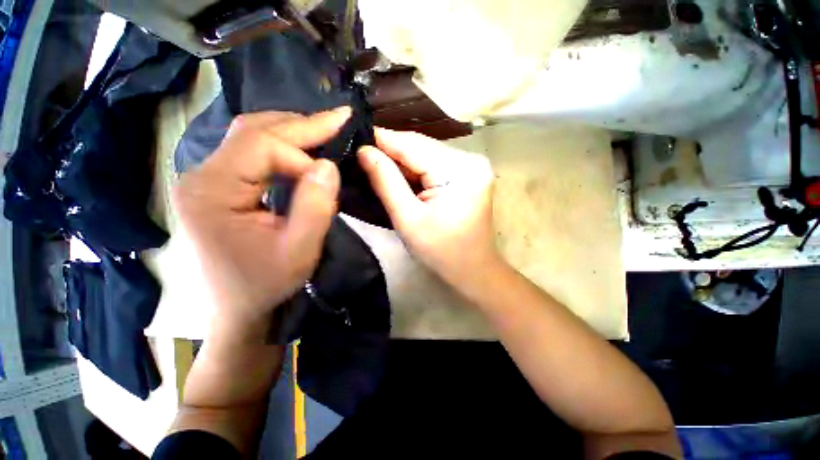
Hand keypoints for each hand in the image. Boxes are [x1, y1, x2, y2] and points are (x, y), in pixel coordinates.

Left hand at [173, 108, 349, 337]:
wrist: (239, 310)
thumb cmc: (266, 285)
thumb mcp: (299, 251)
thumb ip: (315, 206)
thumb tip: (328, 165)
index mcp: (212, 191)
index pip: (261, 147)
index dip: (303, 155)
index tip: (331, 176)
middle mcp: (201, 175)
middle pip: (253, 131)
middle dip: (302, 124)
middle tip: (340, 118)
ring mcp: (207, 179)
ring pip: (252, 136)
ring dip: (293, 131)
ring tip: (326, 129)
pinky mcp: (219, 186)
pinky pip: (252, 153)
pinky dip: (284, 146)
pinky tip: (305, 149)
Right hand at [358, 128, 499, 291]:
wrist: (472, 268)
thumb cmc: (440, 251)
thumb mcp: (407, 219)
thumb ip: (386, 182)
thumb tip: (364, 151)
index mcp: (459, 171)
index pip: (412, 144)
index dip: (382, 139)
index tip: (354, 138)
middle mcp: (470, 159)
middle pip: (421, 146)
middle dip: (391, 151)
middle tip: (362, 154)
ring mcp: (472, 165)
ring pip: (426, 153)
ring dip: (402, 160)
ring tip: (376, 163)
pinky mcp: (469, 173)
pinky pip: (435, 163)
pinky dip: (416, 168)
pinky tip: (399, 173)